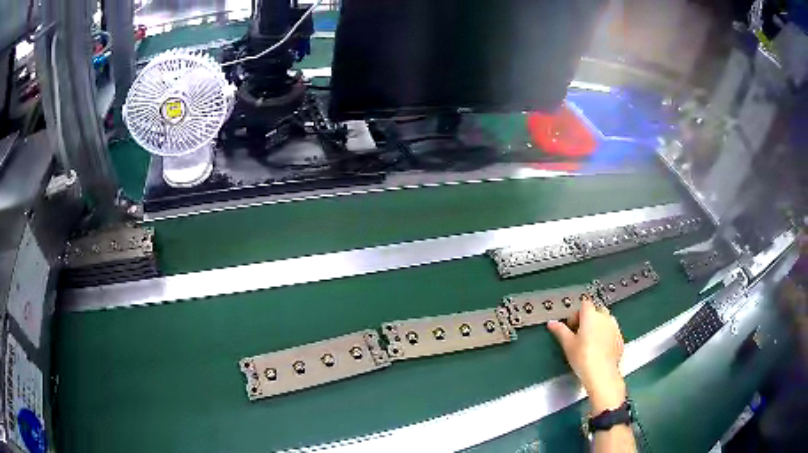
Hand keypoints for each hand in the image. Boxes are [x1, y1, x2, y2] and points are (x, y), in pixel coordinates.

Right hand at [547, 298, 625, 412]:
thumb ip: (560, 330)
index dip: (576, 313)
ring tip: (588, 342)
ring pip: (605, 320)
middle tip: (579, 333)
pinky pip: (611, 331)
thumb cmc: (585, 359)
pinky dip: (605, 336)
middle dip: (588, 319)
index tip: (571, 325)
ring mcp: (614, 327)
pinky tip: (598, 349)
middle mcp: (605, 317)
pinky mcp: (619, 338)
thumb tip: (553, 324)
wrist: (601, 373)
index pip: (584, 303)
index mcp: (591, 315)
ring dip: (598, 326)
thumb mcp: (567, 344)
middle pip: (596, 310)